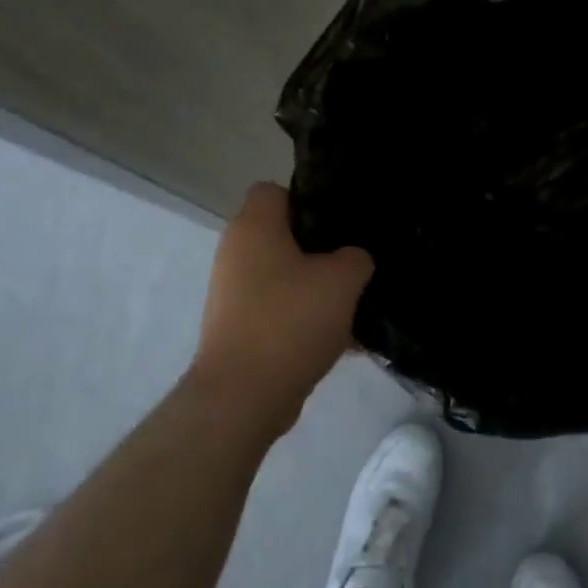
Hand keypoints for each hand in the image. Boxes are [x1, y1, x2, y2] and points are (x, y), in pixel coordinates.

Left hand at [187, 182, 373, 435]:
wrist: (242, 397)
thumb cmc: (290, 321)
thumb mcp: (342, 280)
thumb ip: (356, 257)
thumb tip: (352, 259)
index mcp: (253, 227)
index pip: (274, 190)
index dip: (308, 199)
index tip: (338, 223)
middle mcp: (235, 252)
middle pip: (282, 235)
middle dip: (319, 249)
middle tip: (353, 263)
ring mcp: (232, 293)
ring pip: (283, 275)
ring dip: (315, 287)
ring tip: (352, 305)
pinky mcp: (236, 328)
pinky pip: (278, 309)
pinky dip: (303, 318)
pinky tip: (338, 339)